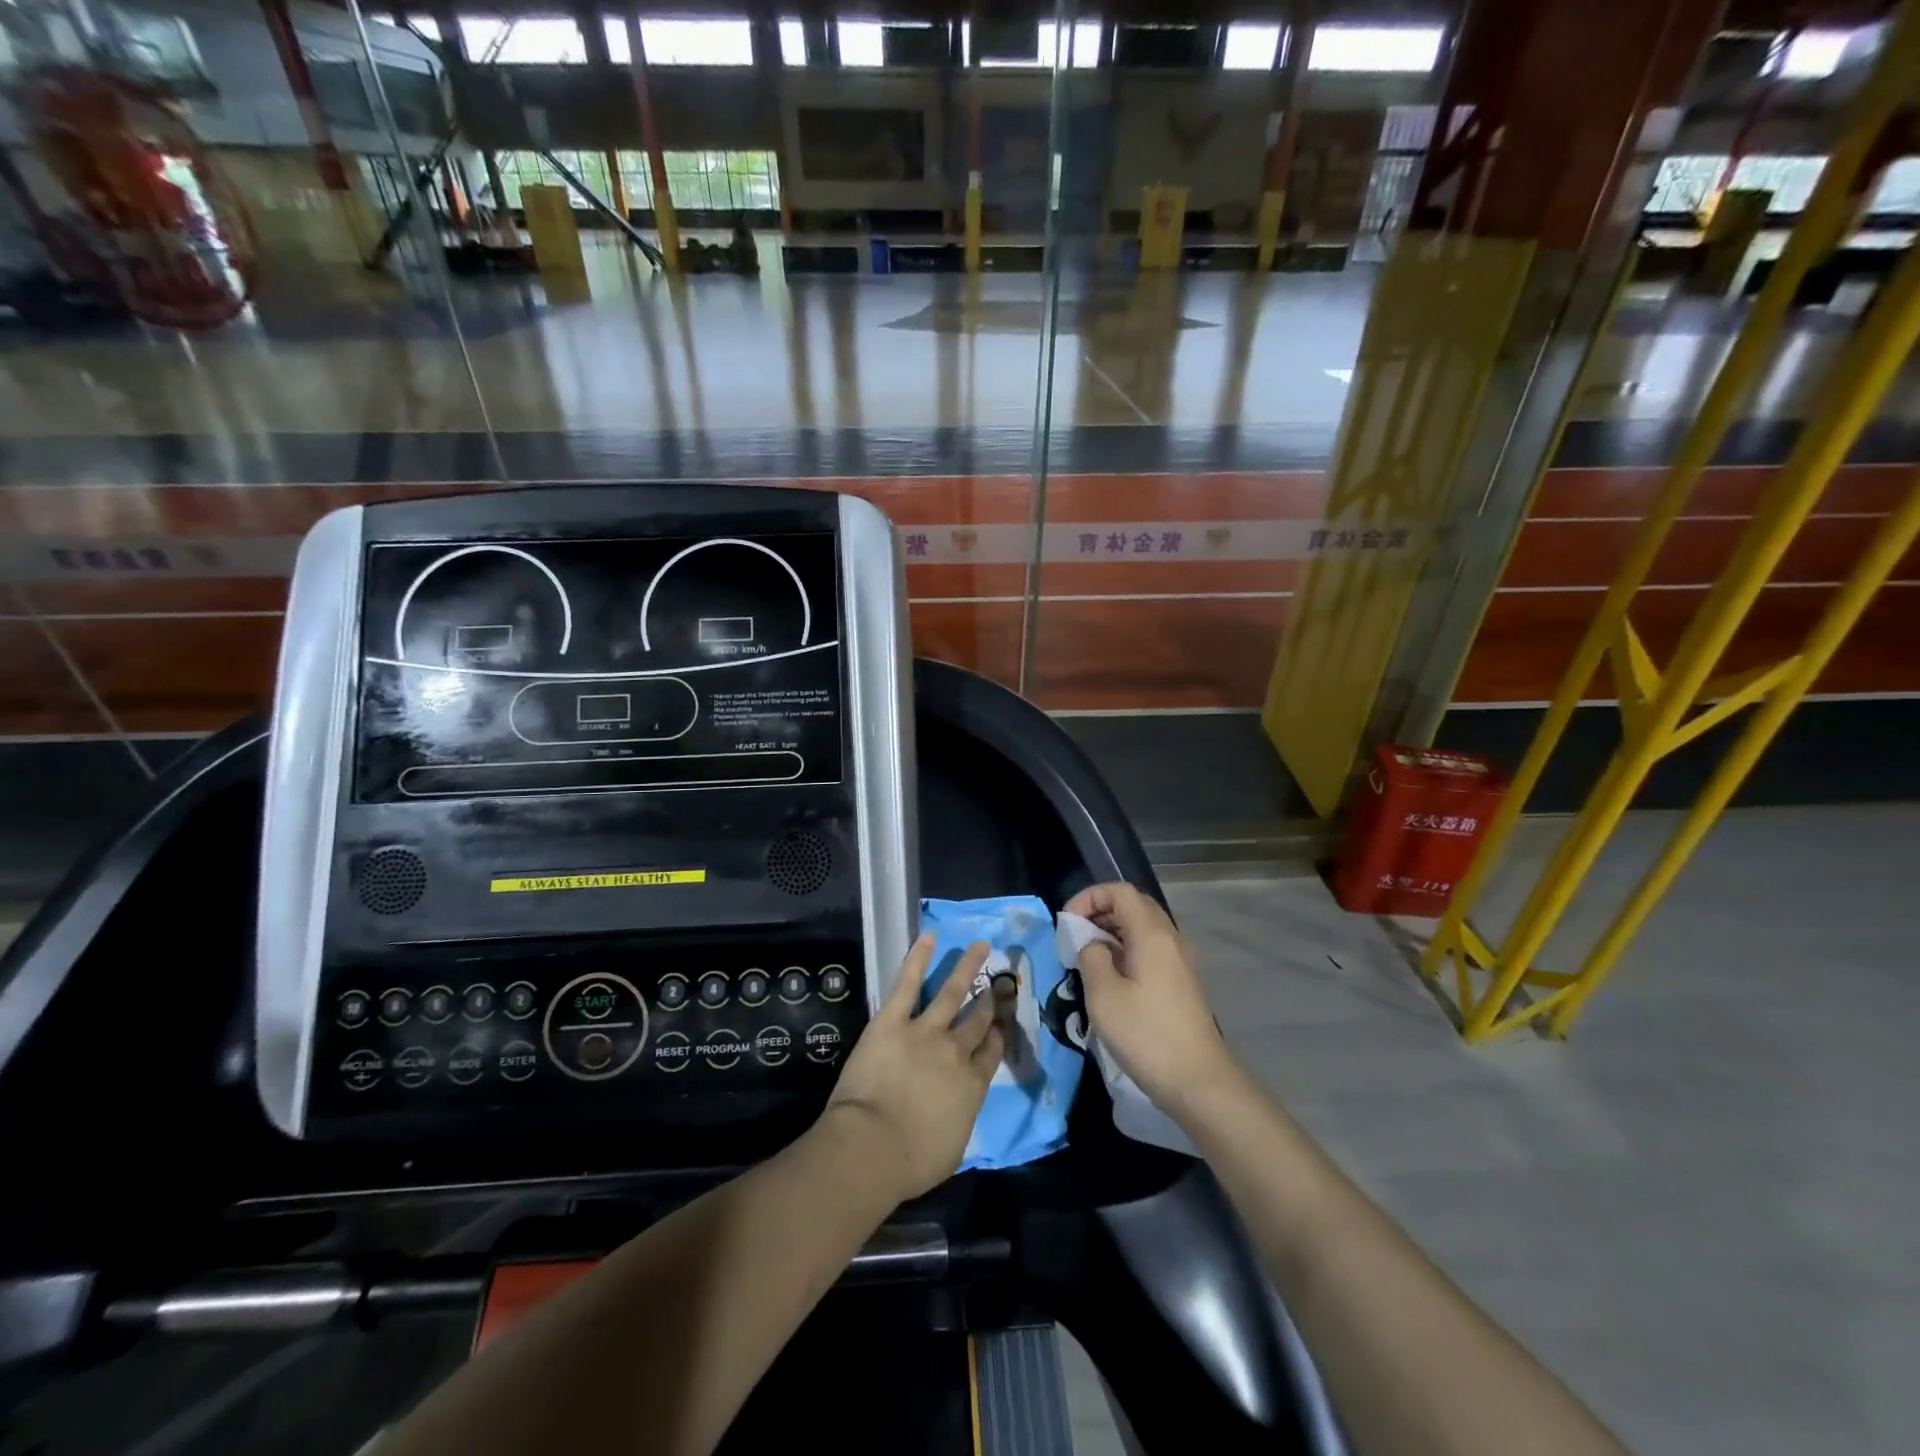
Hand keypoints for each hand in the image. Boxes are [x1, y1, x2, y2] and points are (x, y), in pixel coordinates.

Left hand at [825, 935, 1002, 1202]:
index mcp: (972, 1085)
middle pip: (977, 1019)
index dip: (996, 1035)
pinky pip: (908, 984)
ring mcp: (924, 1031)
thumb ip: (960, 1118)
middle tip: (997, 983)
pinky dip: (918, 959)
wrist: (871, 1147)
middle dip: (989, 1000)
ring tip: (981, 946)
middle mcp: (955, 1051)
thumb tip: (958, 1108)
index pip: (990, 1052)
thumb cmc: (911, 1162)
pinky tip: (929, 938)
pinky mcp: (892, 1021)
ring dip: (967, 967)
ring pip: (951, 992)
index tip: (999, 1023)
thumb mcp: (952, 1148)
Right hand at [1065, 882, 1235, 1113]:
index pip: (1120, 891)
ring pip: (1144, 928)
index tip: (1068, 923)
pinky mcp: (1182, 982)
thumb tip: (1094, 945)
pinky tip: (1112, 977)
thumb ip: (1092, 957)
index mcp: (1152, 934)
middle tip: (1075, 936)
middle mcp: (1171, 939)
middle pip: (1134, 905)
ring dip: (1113, 932)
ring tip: (1088, 957)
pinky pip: (1152, 949)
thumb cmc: (1146, 1034)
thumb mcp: (1103, 995)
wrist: (1199, 1081)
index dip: (1090, 897)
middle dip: (1100, 911)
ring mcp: (1181, 961)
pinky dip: (1128, 950)